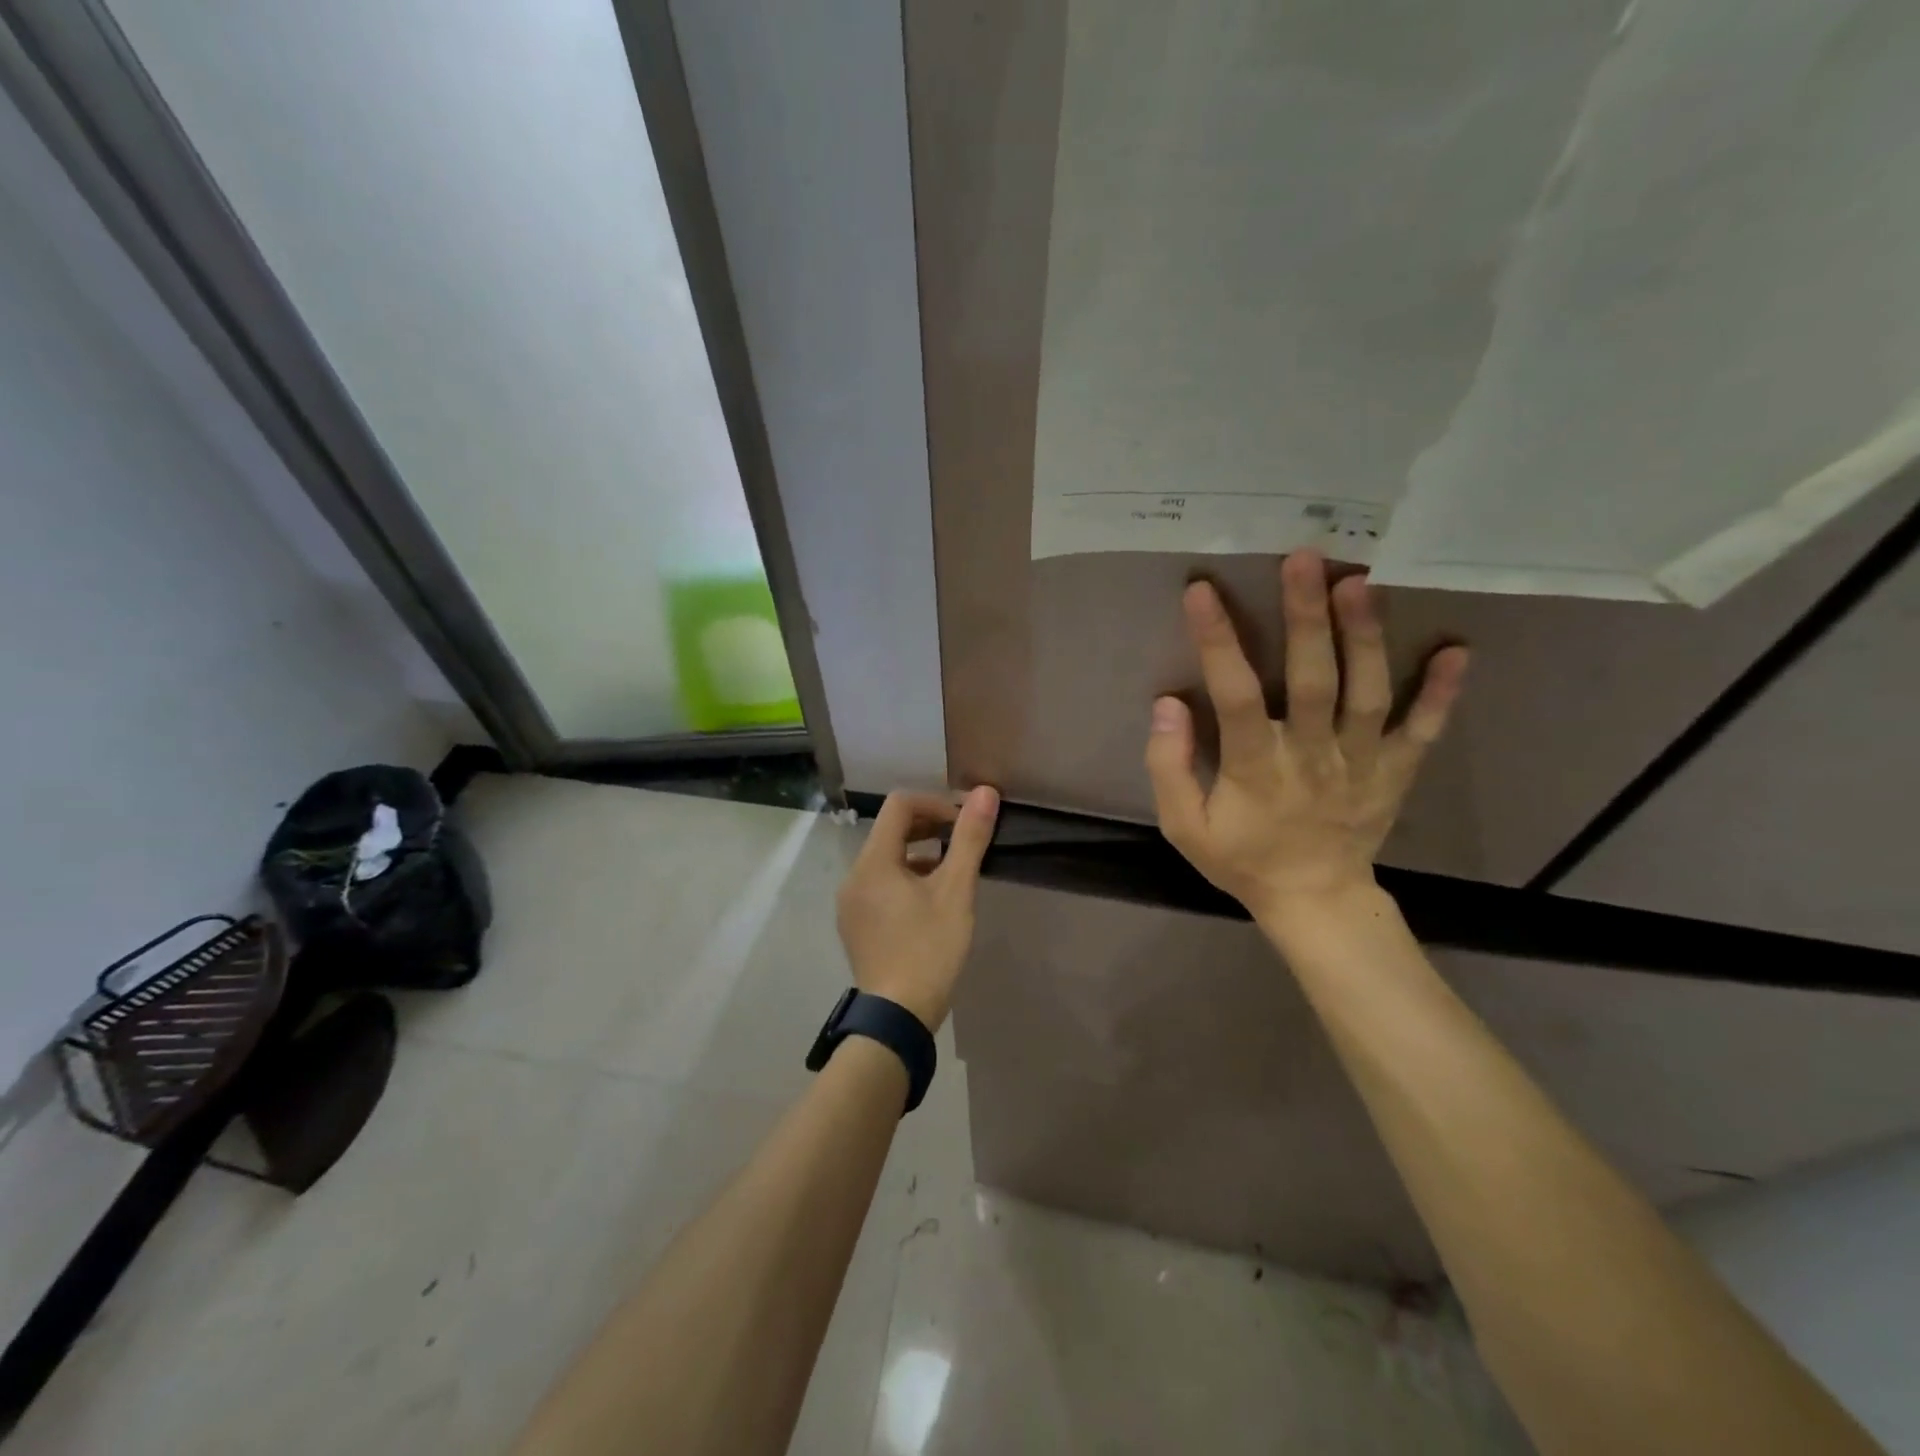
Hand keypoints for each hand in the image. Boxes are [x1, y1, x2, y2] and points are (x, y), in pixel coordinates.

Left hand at [836, 787, 999, 1029]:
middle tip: (962, 841)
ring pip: (885, 859)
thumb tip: (986, 793)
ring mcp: (851, 903)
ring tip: (952, 871)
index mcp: (873, 862)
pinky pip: (879, 884)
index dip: (935, 804)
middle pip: (890, 830)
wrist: (897, 1016)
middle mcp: (854, 876)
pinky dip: (905, 878)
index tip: (964, 823)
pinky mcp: (856, 924)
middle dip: (928, 826)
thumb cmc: (929, 949)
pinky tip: (931, 901)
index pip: (899, 806)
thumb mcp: (956, 891)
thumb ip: (969, 839)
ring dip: (919, 853)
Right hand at [1144, 551, 1467, 926]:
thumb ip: (1169, 767)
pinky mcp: (1396, 771)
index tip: (1202, 592)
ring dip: (1366, 636)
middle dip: (1307, 617)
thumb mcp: (1185, 827)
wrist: (1315, 901)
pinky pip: (1423, 729)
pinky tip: (1457, 648)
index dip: (1218, 642)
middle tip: (1304, 558)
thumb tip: (1167, 704)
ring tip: (1359, 581)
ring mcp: (1362, 762)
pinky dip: (1442, 692)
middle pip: (1313, 681)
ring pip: (1368, 693)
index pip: (1235, 697)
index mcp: (1257, 770)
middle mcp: (1313, 756)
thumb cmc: (1244, 860)